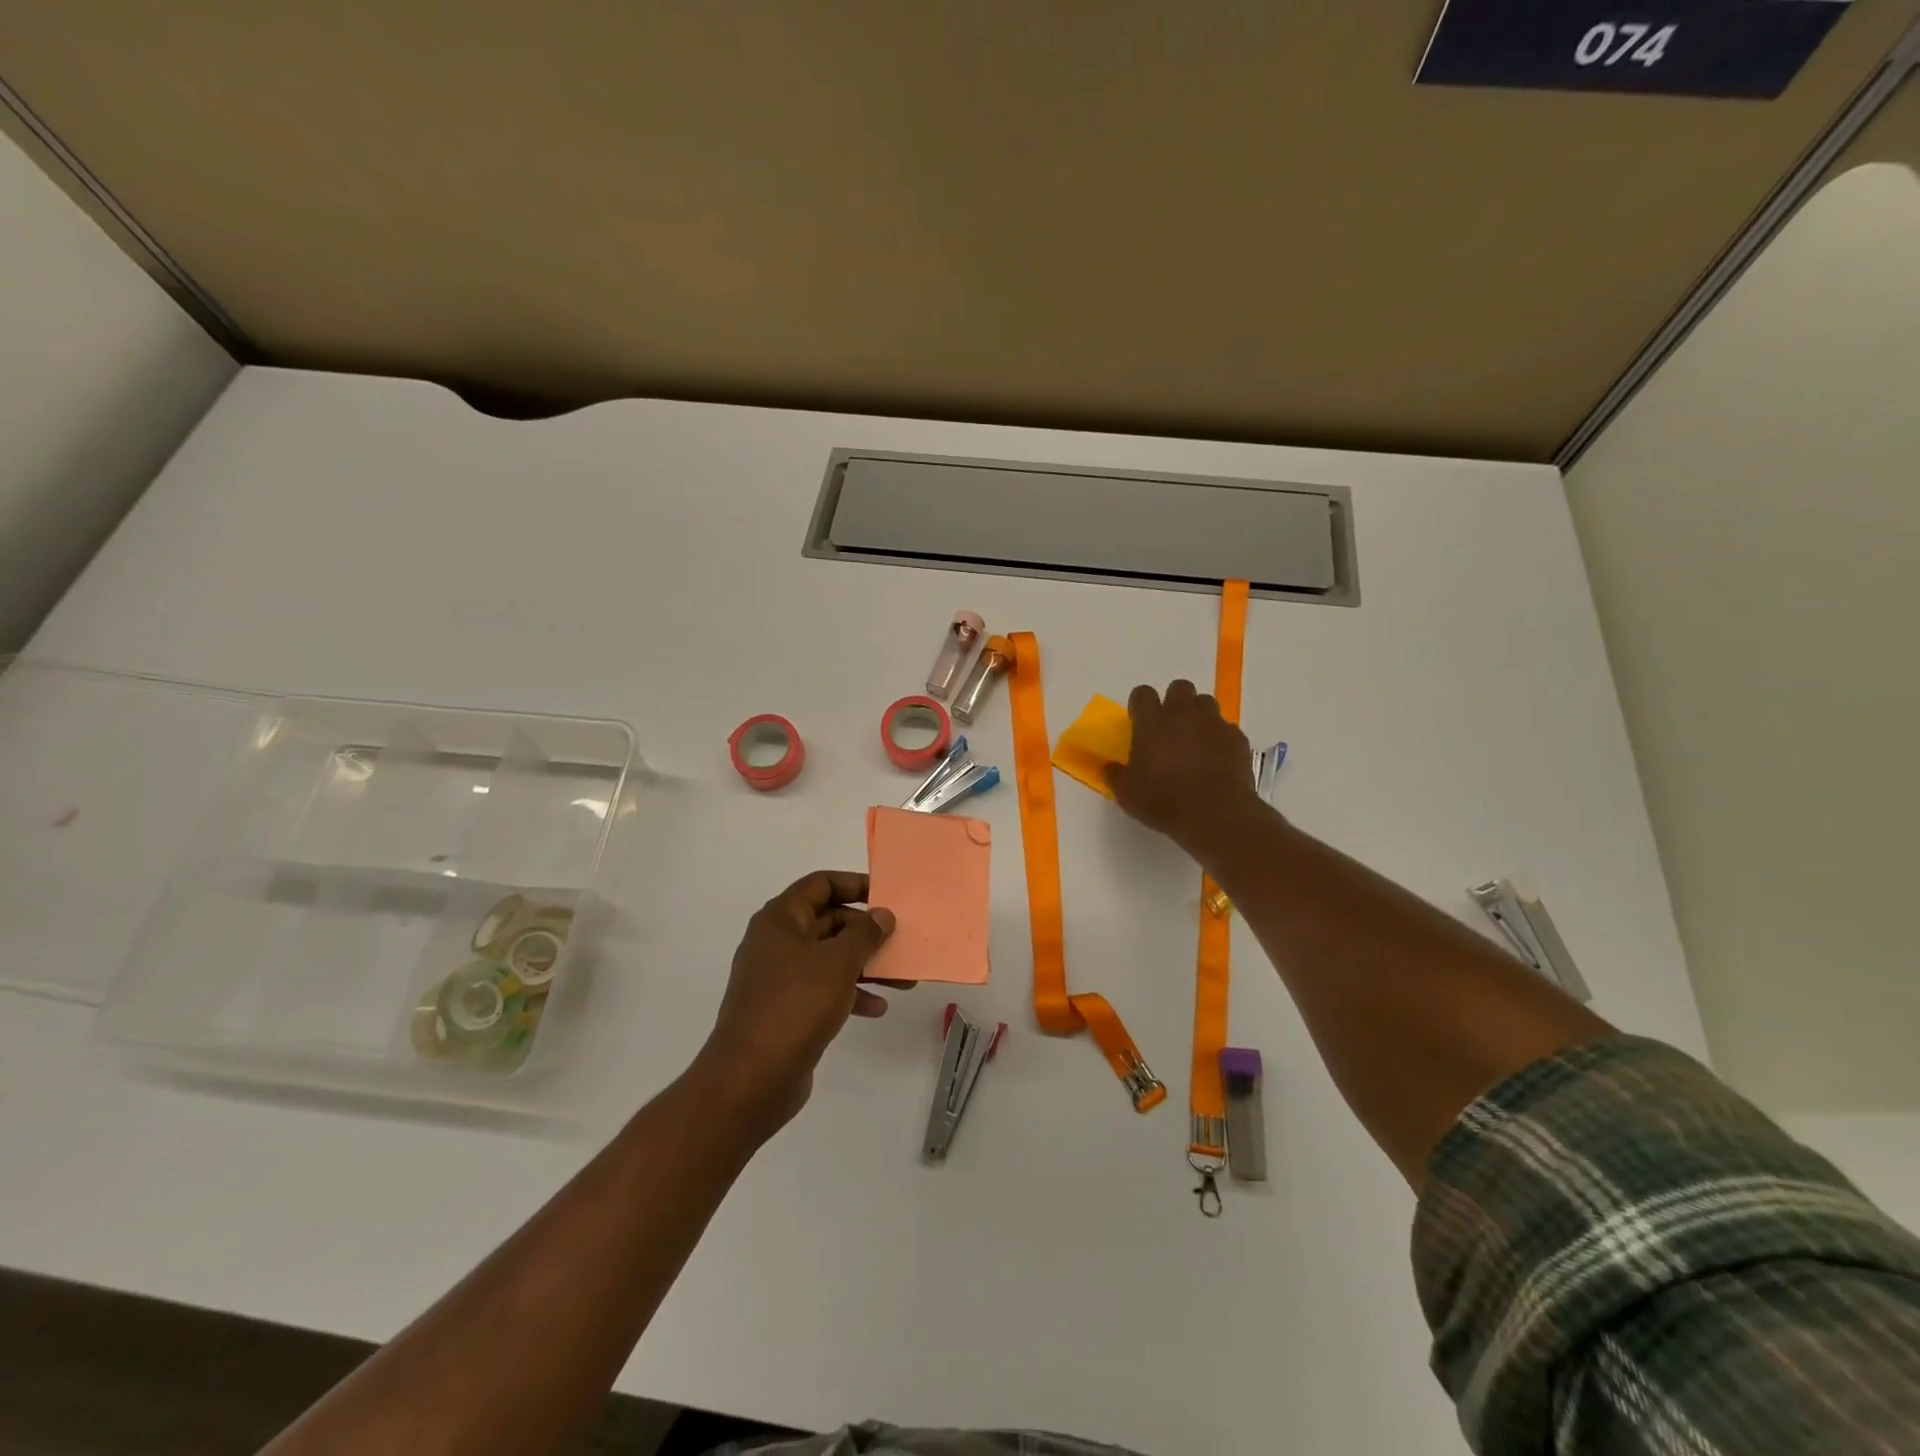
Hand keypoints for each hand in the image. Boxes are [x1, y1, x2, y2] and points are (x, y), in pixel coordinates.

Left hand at [695, 870, 903, 1135]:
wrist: (751, 1078)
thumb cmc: (795, 1005)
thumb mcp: (838, 962)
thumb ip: (865, 934)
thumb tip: (882, 915)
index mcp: (780, 920)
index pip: (820, 884)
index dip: (854, 884)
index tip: (887, 895)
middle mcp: (777, 943)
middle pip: (829, 921)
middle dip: (867, 932)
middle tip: (901, 941)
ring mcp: (780, 978)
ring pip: (830, 959)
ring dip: (866, 966)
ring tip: (903, 980)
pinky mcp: (787, 1010)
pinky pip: (824, 990)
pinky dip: (851, 994)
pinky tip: (877, 1009)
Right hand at [1105, 680, 1261, 851]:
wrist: (1215, 814)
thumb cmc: (1163, 801)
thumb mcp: (1127, 794)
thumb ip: (1116, 775)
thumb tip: (1109, 767)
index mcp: (1152, 722)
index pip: (1142, 693)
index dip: (1140, 704)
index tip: (1139, 720)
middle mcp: (1183, 714)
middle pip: (1179, 687)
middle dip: (1174, 701)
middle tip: (1169, 726)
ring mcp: (1214, 724)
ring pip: (1206, 702)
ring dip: (1199, 714)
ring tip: (1195, 738)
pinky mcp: (1237, 738)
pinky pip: (1227, 728)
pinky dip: (1220, 737)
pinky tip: (1216, 757)